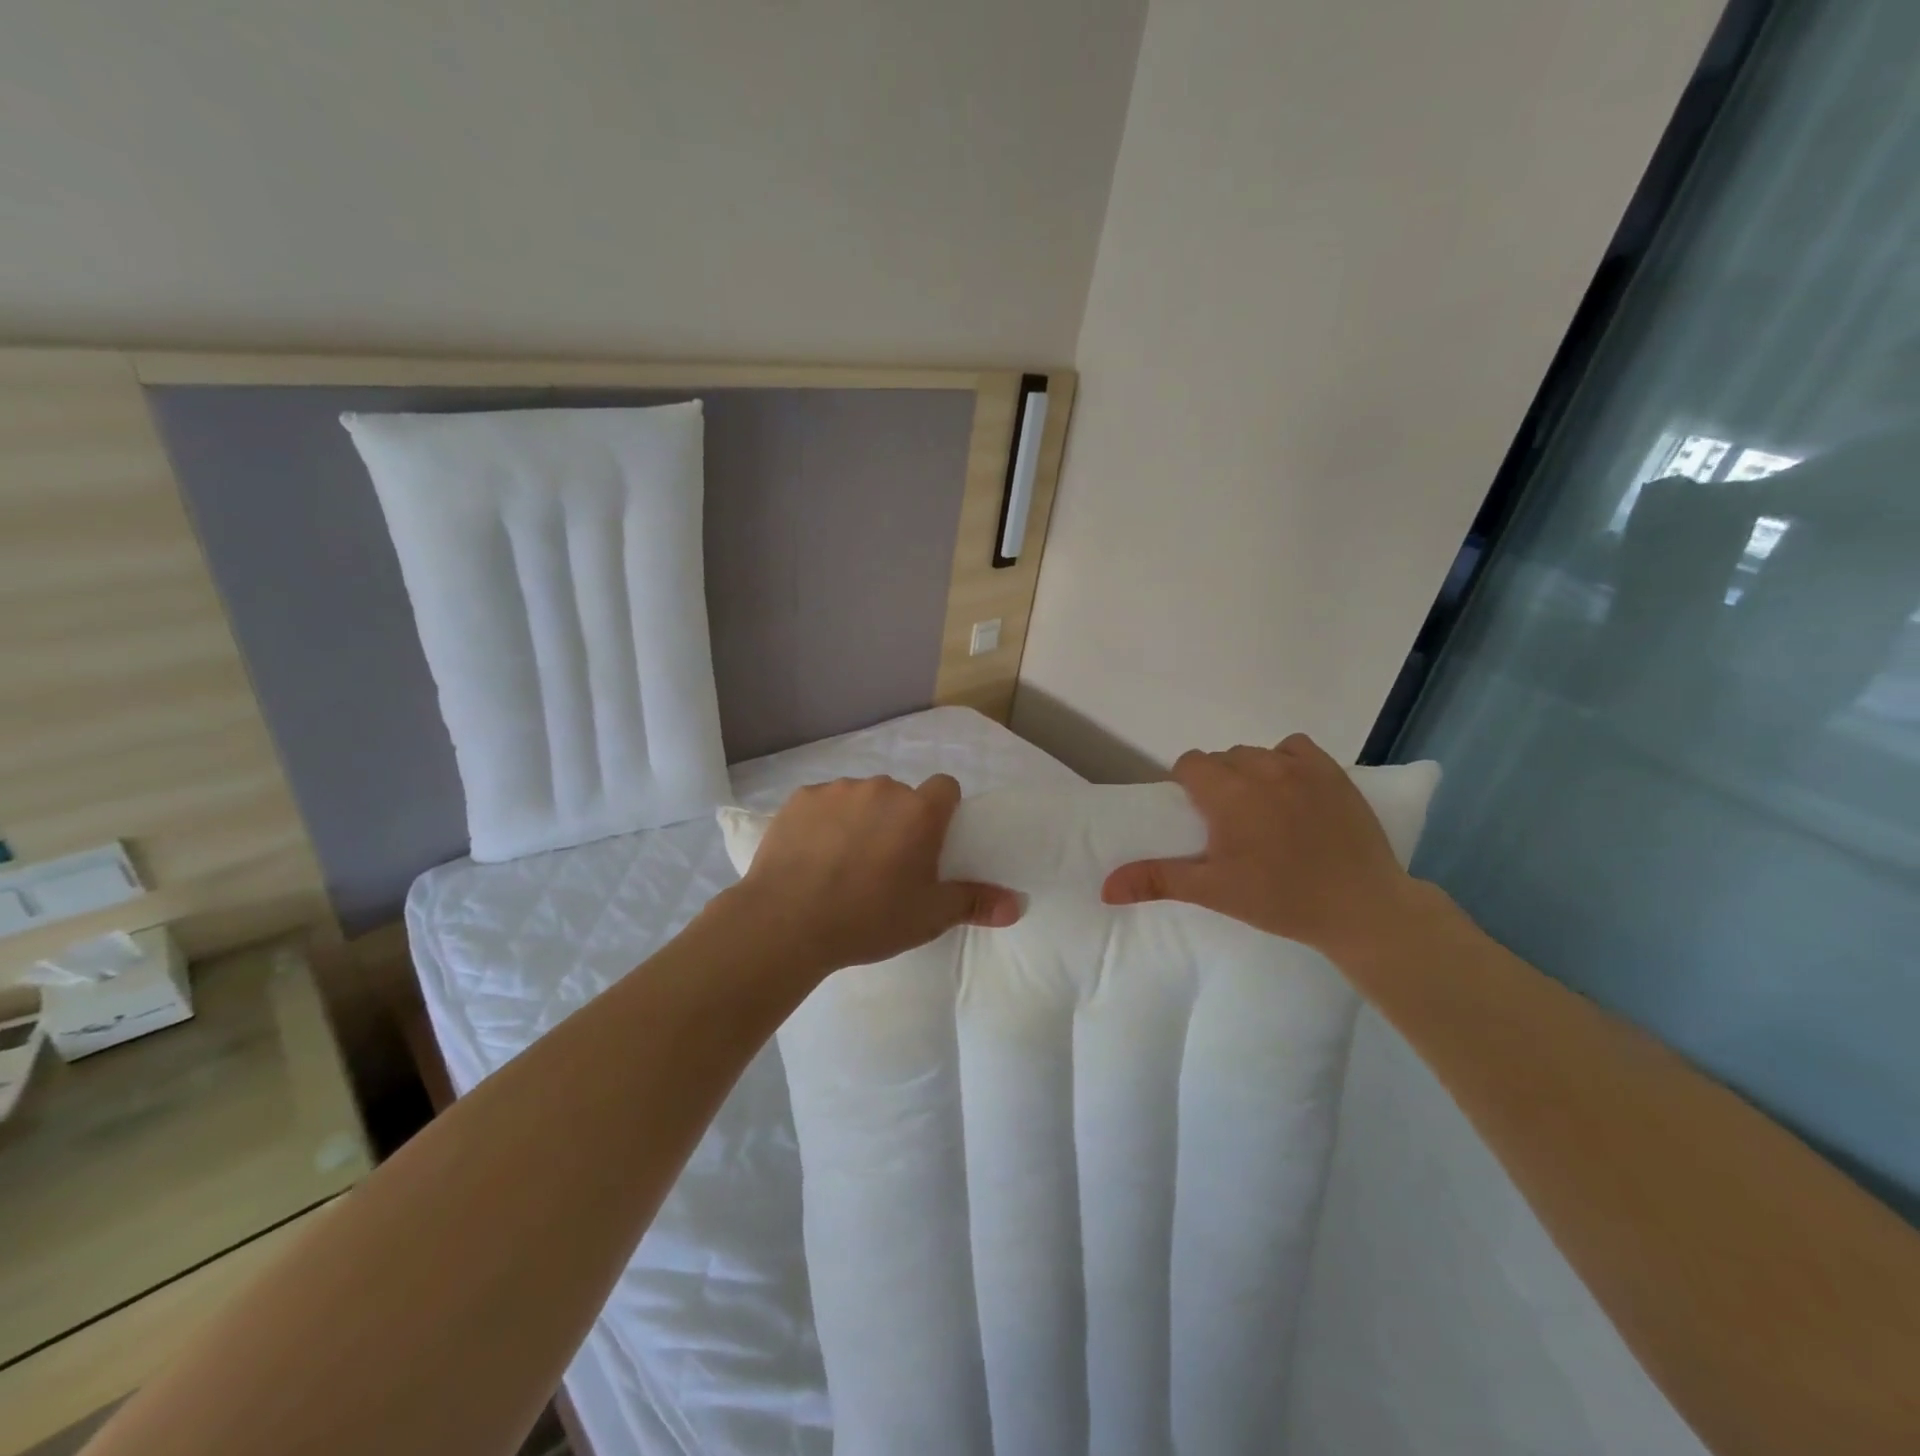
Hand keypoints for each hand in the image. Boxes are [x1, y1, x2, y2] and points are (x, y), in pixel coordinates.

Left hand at [725, 773, 1019, 974]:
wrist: (788, 922)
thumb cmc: (869, 918)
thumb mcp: (929, 917)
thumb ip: (975, 902)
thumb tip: (1019, 904)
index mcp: (920, 811)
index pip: (946, 788)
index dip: (943, 811)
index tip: (929, 843)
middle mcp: (882, 789)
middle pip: (900, 795)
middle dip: (898, 820)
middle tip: (884, 863)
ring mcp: (837, 790)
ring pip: (860, 797)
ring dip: (860, 819)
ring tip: (842, 862)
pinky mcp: (800, 798)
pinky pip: (822, 803)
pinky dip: (823, 822)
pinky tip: (810, 855)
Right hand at [1101, 735, 1416, 957]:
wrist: (1361, 907)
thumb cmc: (1279, 898)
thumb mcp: (1213, 890)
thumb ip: (1157, 879)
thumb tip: (1105, 887)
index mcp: (1227, 793)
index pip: (1190, 764)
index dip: (1187, 786)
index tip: (1198, 817)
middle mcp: (1260, 768)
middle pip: (1222, 758)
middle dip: (1217, 781)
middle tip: (1229, 822)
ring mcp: (1300, 767)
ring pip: (1256, 753)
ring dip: (1249, 772)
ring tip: (1261, 809)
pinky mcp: (1333, 772)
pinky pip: (1295, 748)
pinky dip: (1286, 761)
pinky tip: (1292, 791)